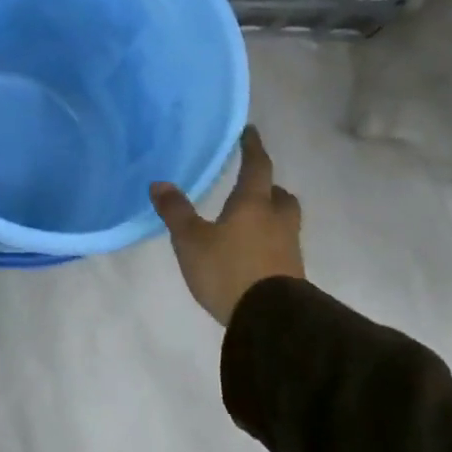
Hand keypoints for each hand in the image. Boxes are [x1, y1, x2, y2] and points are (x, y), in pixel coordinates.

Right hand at [151, 126, 303, 326]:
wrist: (272, 319)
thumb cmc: (229, 270)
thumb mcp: (192, 241)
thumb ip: (176, 212)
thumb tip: (159, 183)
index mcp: (253, 204)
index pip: (257, 167)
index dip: (252, 148)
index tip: (250, 132)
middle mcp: (276, 220)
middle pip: (280, 196)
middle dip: (269, 188)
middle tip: (253, 187)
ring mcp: (288, 248)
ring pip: (284, 221)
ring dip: (271, 216)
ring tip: (250, 222)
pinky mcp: (292, 274)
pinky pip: (282, 247)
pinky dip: (269, 242)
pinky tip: (252, 253)